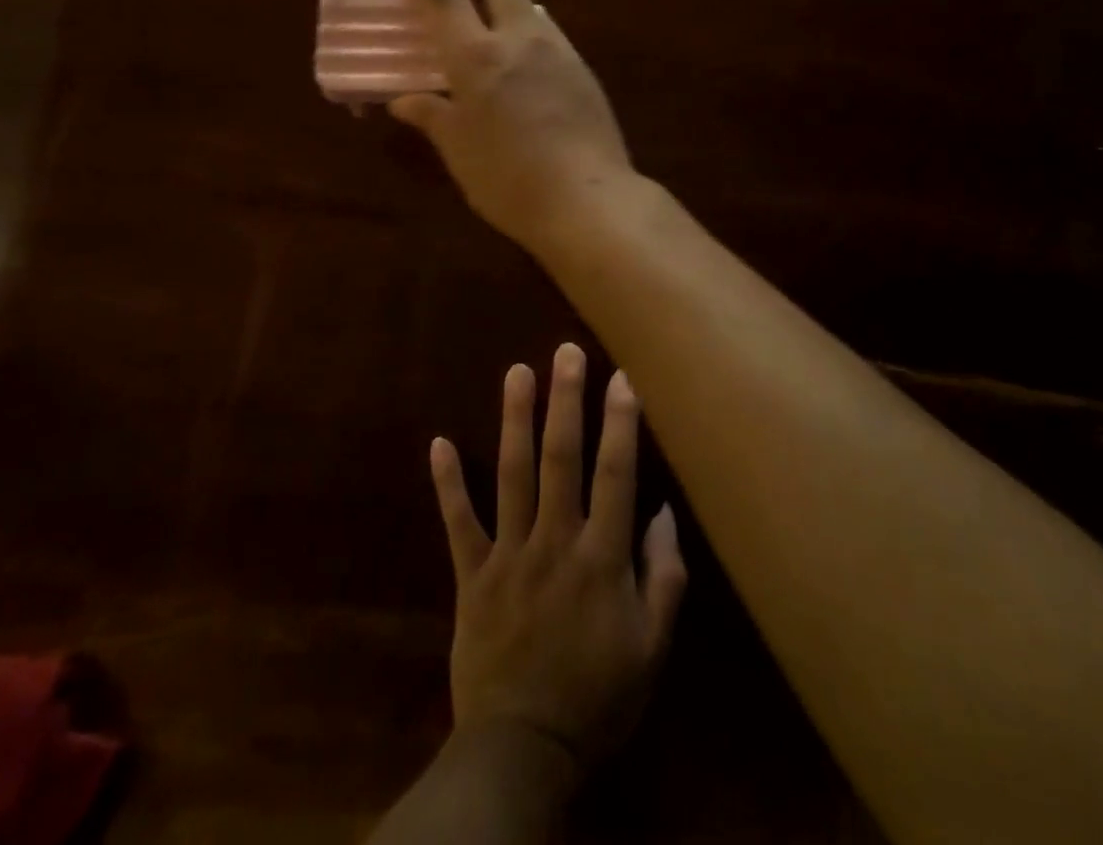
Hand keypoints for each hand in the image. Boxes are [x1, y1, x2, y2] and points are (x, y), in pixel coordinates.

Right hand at [389, 0, 636, 252]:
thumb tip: (404, 101)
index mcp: (477, 56)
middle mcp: (519, 39)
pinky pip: (551, 35)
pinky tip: (524, 63)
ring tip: (490, 22)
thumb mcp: (459, 151)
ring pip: (531, 4)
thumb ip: (432, 117)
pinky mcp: (584, 70)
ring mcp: (559, 51)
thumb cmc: (508, 178)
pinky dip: (529, 32)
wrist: (588, 199)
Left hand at [429, 343, 685, 775]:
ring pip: (512, 475)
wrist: (523, 751)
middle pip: (561, 458)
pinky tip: (438, 442)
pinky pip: (458, 523)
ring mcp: (508, 554)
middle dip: (566, 401)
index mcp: (601, 557)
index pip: (615, 475)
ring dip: (515, 420)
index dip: (620, 423)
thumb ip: (664, 576)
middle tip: (565, 352)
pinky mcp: (472, 575)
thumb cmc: (599, 696)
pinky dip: (448, 484)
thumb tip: (664, 511)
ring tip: (517, 371)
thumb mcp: (652, 647)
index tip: (621, 376)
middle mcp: (554, 541)